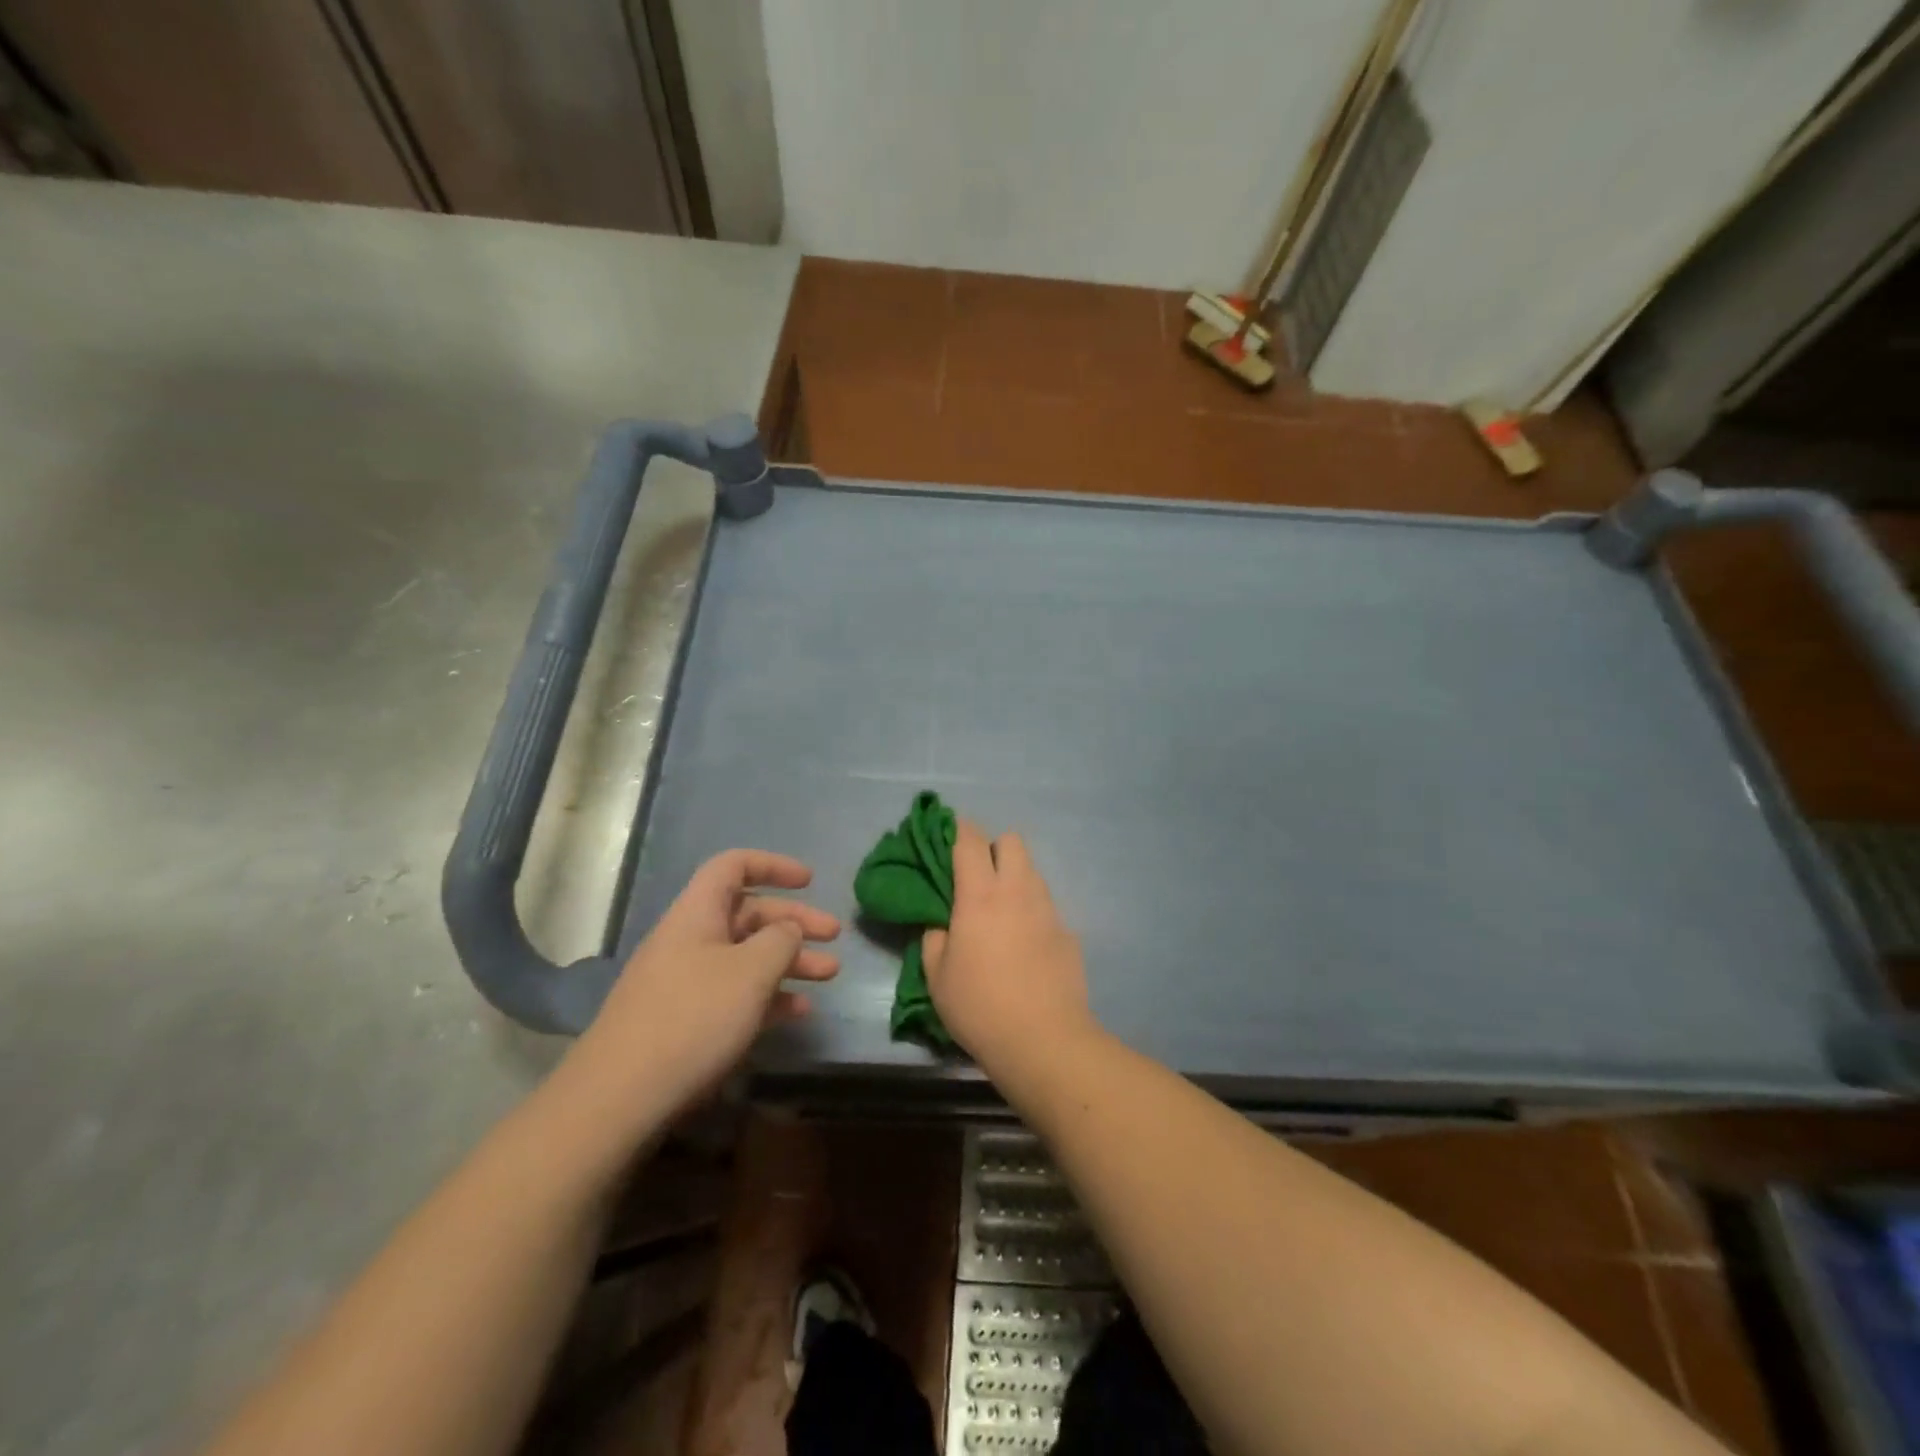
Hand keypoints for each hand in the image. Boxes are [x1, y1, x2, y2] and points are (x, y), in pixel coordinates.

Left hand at [569, 850, 839, 1116]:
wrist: (618, 1099)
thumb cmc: (692, 1019)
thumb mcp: (750, 972)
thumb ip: (780, 940)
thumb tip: (788, 929)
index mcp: (697, 914)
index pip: (733, 866)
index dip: (773, 866)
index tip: (810, 882)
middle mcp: (690, 940)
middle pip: (748, 914)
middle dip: (794, 922)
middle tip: (835, 937)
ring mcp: (685, 983)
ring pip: (746, 957)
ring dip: (789, 961)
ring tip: (829, 975)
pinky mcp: (684, 1022)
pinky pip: (735, 994)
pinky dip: (768, 996)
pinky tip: (797, 1013)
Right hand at [922, 821, 1094, 1082]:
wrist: (1044, 1040)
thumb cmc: (980, 1007)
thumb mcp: (937, 977)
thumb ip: (934, 940)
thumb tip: (942, 926)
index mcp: (980, 896)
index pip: (970, 840)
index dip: (958, 829)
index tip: (948, 833)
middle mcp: (1017, 891)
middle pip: (1012, 841)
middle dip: (993, 847)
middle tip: (977, 877)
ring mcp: (1048, 910)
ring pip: (1032, 871)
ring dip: (1014, 878)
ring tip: (1001, 911)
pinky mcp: (1068, 932)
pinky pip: (1046, 907)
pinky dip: (1032, 913)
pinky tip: (1024, 945)